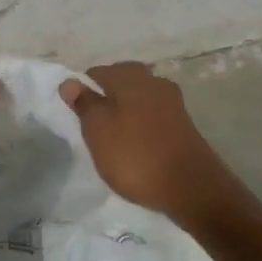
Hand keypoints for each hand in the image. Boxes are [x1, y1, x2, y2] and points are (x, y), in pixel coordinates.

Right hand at [59, 62, 238, 221]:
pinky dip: (141, 128)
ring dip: (125, 115)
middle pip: (121, 84)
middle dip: (106, 101)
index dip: (83, 92)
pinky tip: (135, 147)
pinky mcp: (183, 125)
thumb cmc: (135, 155)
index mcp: (130, 76)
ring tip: (112, 141)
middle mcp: (154, 82)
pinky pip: (153, 118)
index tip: (76, 116)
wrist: (191, 187)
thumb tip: (69, 81)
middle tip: (93, 129)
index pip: (97, 73)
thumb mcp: (98, 130)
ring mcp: (172, 103)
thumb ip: (84, 103)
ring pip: (139, 101)